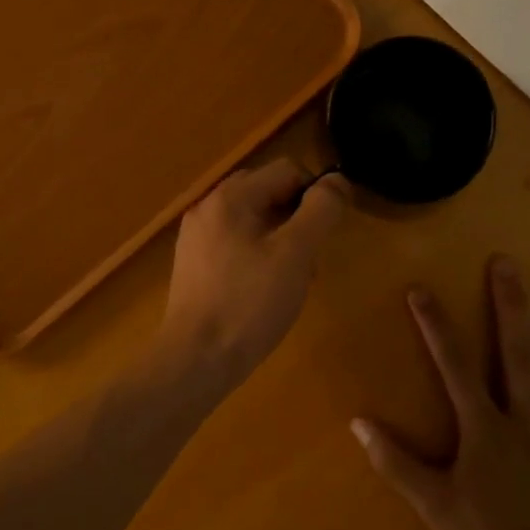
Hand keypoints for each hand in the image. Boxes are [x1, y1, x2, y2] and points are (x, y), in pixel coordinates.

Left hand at [156, 160, 349, 391]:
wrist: (196, 359)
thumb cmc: (249, 303)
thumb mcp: (295, 254)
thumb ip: (320, 211)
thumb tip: (336, 182)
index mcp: (230, 198)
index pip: (286, 171)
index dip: (316, 194)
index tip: (328, 233)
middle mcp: (207, 208)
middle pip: (267, 193)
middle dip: (297, 218)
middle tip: (311, 258)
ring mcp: (196, 238)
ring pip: (252, 221)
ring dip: (281, 240)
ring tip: (293, 281)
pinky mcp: (193, 266)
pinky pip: (235, 244)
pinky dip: (258, 256)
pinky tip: (266, 292)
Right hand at [351, 256, 529, 529]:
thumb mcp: (432, 503)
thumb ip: (394, 461)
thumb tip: (357, 423)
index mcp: (484, 427)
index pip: (453, 366)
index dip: (435, 326)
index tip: (421, 289)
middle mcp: (526, 417)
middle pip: (515, 352)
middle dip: (508, 305)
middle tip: (506, 263)